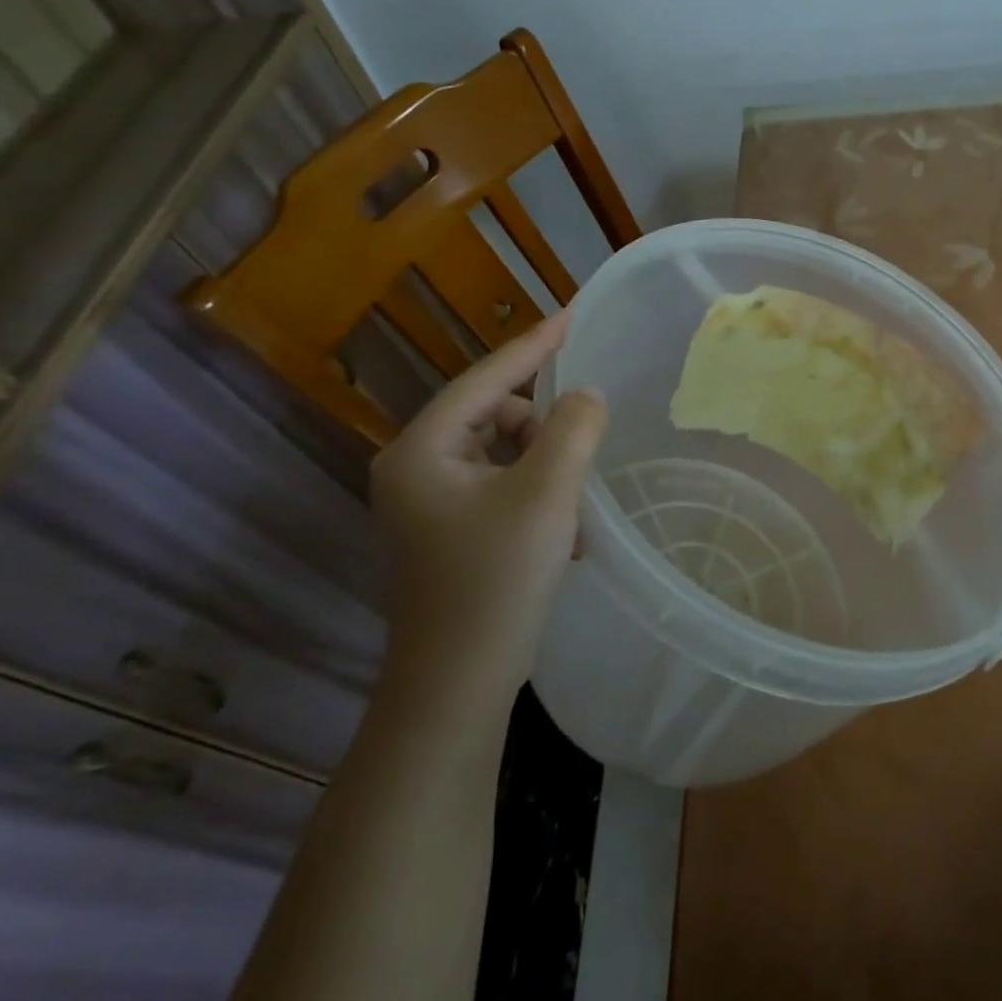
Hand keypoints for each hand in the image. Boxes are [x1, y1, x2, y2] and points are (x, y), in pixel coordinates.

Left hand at [369, 309, 607, 699]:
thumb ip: (573, 428)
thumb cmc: (496, 580)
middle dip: (545, 430)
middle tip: (580, 458)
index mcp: (422, 451)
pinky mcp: (450, 533)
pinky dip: (538, 497)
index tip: (572, 315)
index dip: (533, 346)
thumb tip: (585, 397)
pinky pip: (504, 488)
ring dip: (547, 469)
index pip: (485, 380)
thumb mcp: (547, 493)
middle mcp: (416, 470)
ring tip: (574, 510)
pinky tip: (565, 535)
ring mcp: (430, 504)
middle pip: (495, 416)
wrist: (458, 685)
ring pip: (505, 455)